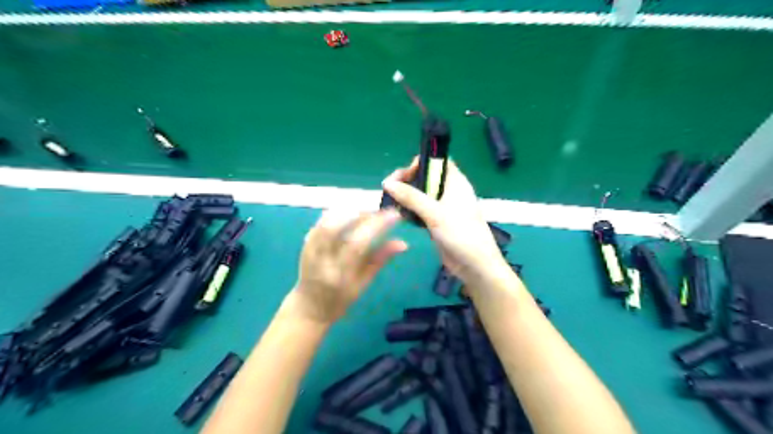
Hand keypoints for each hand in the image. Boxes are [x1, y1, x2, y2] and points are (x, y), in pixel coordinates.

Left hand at [288, 209, 405, 323]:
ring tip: (366, 209)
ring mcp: (310, 250)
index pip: (357, 243)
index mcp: (339, 274)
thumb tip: (403, 243)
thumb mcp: (363, 284)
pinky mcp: (304, 243)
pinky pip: (320, 222)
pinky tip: (350, 212)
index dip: (376, 225)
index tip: (394, 215)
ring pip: (326, 220)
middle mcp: (322, 259)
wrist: (309, 307)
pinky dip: (336, 213)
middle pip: (337, 226)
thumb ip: (380, 260)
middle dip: (361, 213)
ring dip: (348, 210)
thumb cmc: (340, 300)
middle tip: (379, 210)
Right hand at [383, 158, 511, 288]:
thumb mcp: (435, 213)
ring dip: (407, 196)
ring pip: (422, 194)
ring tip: (391, 202)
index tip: (403, 176)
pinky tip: (400, 215)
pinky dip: (411, 210)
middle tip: (391, 190)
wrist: (475, 265)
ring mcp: (443, 207)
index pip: (437, 161)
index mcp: (456, 182)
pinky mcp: (438, 221)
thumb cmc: (461, 234)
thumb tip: (387, 183)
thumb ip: (411, 197)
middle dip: (408, 180)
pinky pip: (421, 210)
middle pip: (426, 177)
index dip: (420, 163)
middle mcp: (450, 191)